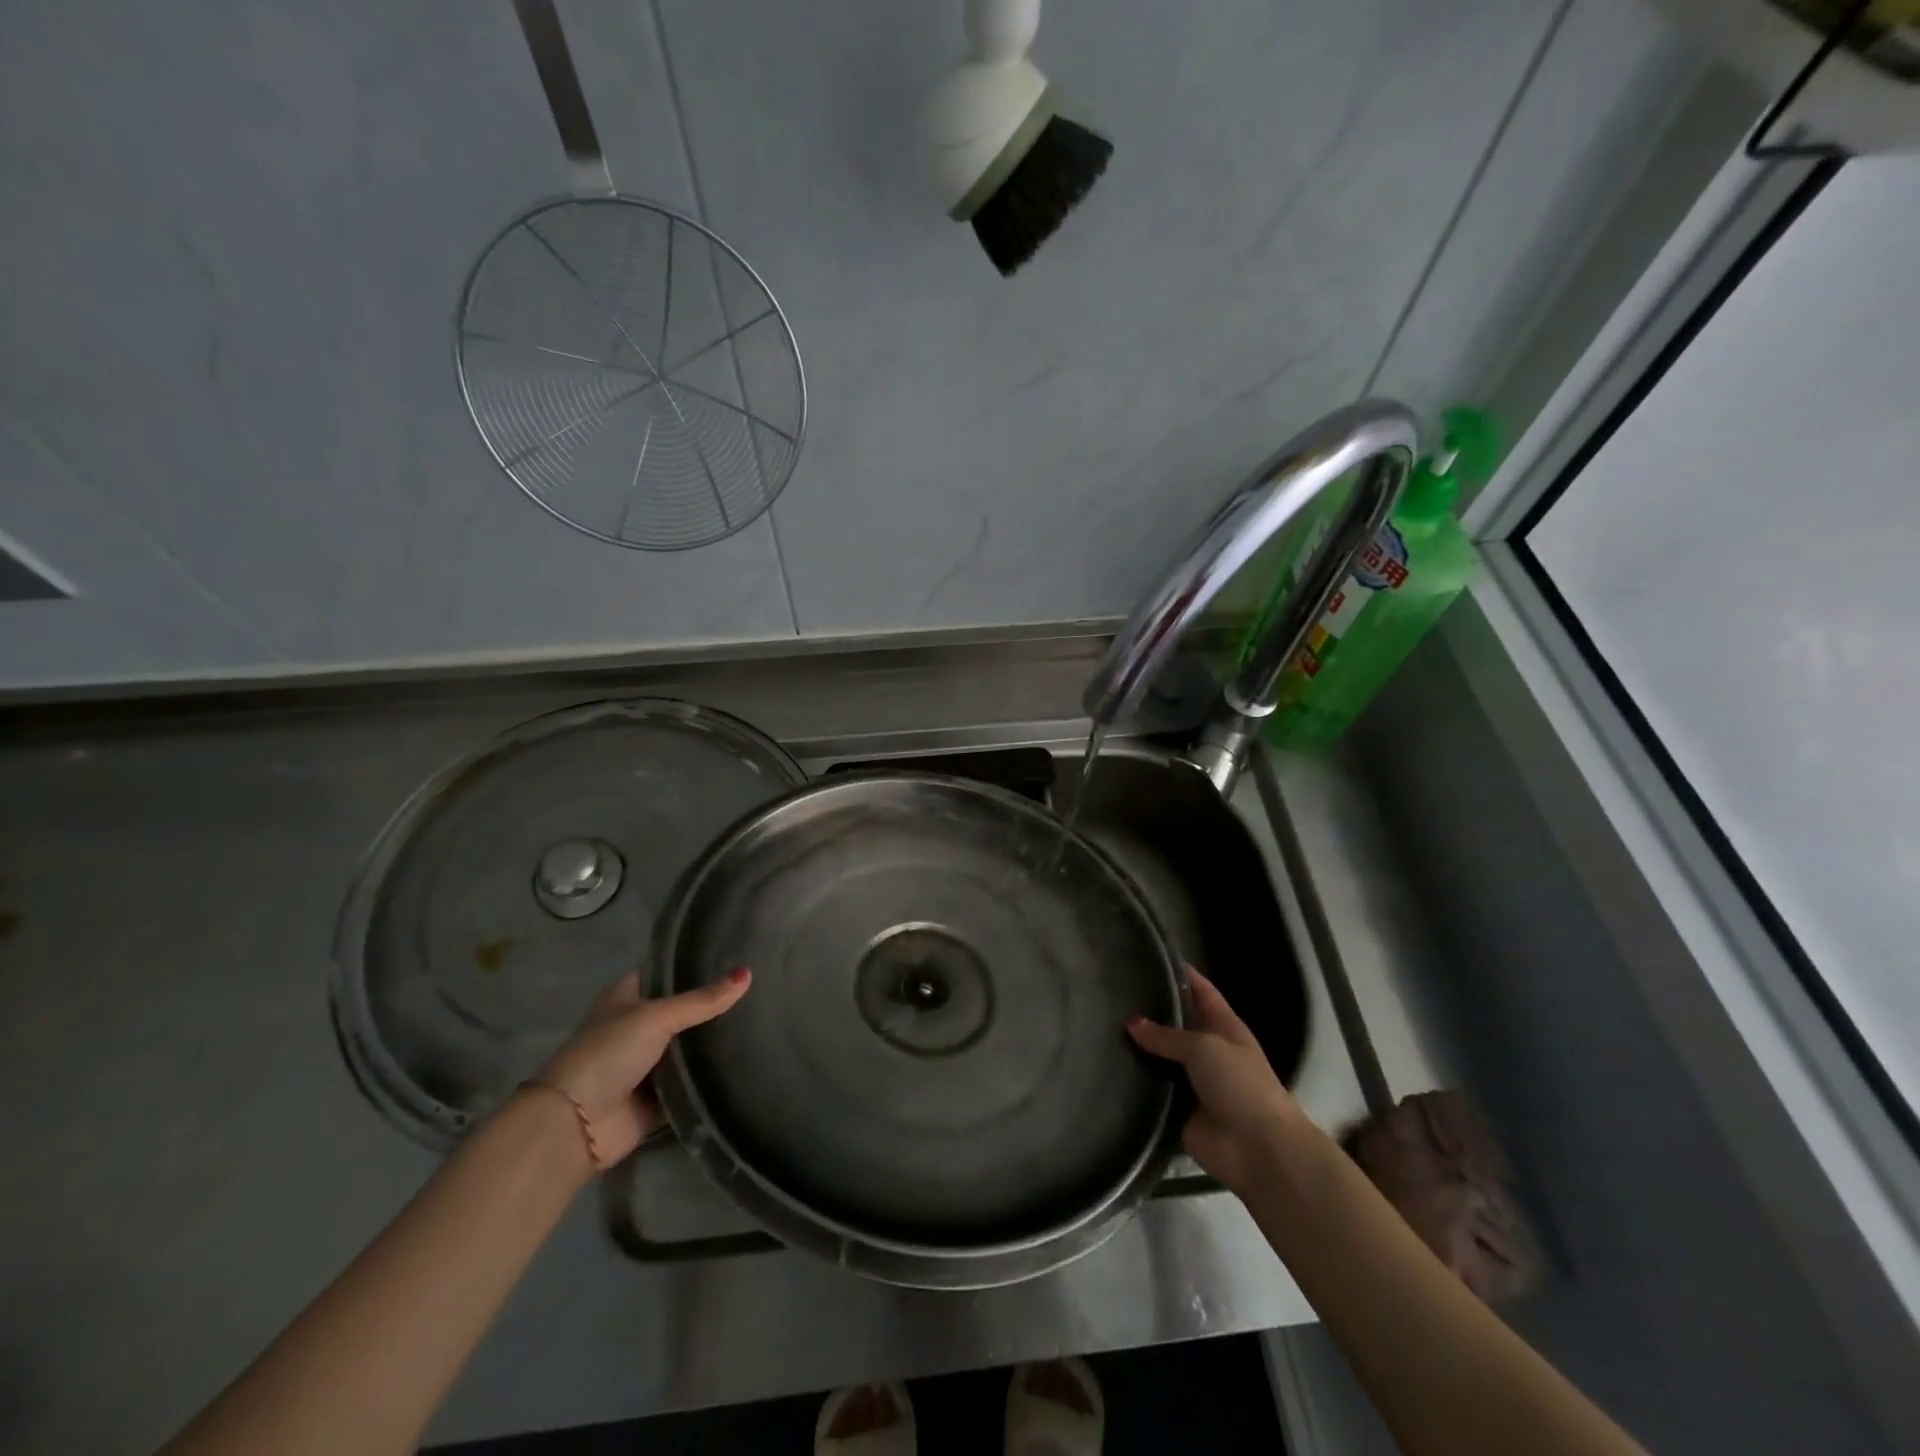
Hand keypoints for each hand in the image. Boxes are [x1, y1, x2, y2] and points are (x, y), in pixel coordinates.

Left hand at [534, 967, 750, 1165]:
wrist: (576, 1125)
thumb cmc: (608, 1054)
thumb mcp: (656, 1018)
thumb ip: (702, 1001)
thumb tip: (748, 974)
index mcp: (627, 997)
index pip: (666, 971)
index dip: (695, 963)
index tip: (735, 954)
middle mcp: (637, 1026)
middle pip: (683, 1010)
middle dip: (714, 1004)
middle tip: (760, 989)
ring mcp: (648, 1063)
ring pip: (690, 1047)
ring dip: (715, 1042)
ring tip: (764, 1020)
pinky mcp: (659, 1096)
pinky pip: (692, 1082)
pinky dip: (712, 1077)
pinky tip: (748, 1061)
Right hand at [1127, 968, 1304, 1195]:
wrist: (1257, 1148)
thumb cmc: (1239, 1083)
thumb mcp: (1204, 1046)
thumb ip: (1167, 1035)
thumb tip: (1132, 1022)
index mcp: (1224, 1026)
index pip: (1200, 990)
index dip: (1179, 973)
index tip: (1148, 955)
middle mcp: (1208, 1050)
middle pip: (1176, 1023)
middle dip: (1149, 1011)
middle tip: (1109, 992)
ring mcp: (1193, 1081)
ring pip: (1160, 1058)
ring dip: (1138, 1049)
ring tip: (1099, 1026)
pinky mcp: (1178, 1110)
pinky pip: (1152, 1092)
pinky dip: (1135, 1084)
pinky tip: (1105, 1067)